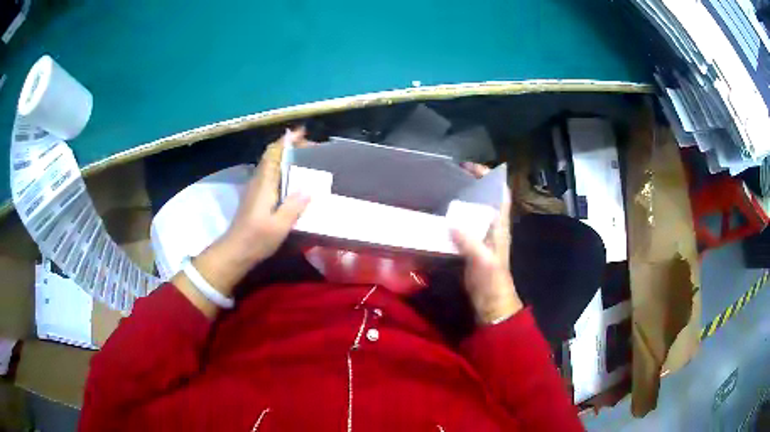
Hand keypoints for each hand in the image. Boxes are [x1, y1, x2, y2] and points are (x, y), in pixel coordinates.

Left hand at [172, 128, 311, 316]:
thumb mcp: (279, 226)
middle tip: (310, 147)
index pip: (273, 153)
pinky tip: (293, 179)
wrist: (235, 251)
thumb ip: (293, 206)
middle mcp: (259, 181)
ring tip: (305, 160)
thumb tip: (309, 188)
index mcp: (264, 183)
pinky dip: (282, 169)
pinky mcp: (256, 198)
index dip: (287, 140)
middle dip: (289, 146)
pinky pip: (270, 174)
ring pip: (270, 164)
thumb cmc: (256, 238)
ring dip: (286, 157)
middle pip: (272, 155)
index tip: (302, 132)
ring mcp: (256, 189)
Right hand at [451, 162, 522, 324]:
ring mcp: (482, 236)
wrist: (490, 302)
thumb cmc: (492, 280)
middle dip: (473, 184)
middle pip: (486, 198)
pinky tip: (440, 216)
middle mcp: (493, 226)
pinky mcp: (472, 246)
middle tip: (451, 176)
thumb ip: (469, 241)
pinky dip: (455, 217)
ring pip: (475, 211)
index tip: (471, 167)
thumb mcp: (482, 260)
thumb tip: (452, 221)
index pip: (500, 193)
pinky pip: (464, 225)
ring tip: (443, 190)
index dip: (490, 177)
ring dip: (463, 199)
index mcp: (500, 225)